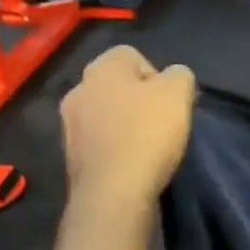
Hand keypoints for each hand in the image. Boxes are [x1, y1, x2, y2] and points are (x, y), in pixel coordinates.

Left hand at [60, 46, 195, 207]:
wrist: (113, 193)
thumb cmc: (147, 134)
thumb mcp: (179, 92)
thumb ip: (180, 74)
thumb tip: (172, 78)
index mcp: (101, 68)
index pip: (134, 56)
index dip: (158, 76)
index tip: (170, 101)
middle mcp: (78, 89)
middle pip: (119, 85)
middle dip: (140, 100)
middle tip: (162, 122)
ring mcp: (69, 124)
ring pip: (107, 113)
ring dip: (126, 123)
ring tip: (147, 145)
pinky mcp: (71, 155)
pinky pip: (100, 141)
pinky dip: (116, 147)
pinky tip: (131, 162)